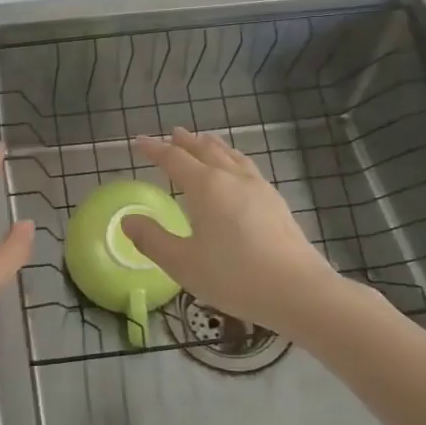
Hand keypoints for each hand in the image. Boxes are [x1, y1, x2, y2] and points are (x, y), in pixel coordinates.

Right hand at [122, 128, 349, 329]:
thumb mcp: (182, 263)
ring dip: (213, 146)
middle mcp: (231, 178)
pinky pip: (247, 167)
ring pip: (231, 156)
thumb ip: (152, 239)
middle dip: (186, 142)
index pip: (174, 159)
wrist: (298, 291)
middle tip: (173, 134)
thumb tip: (127, 220)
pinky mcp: (276, 202)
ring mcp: (258, 188)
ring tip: (205, 140)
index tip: (139, 142)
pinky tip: (237, 171)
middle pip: (205, 151)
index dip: (154, 150)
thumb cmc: (234, 276)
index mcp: (206, 187)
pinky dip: (233, 159)